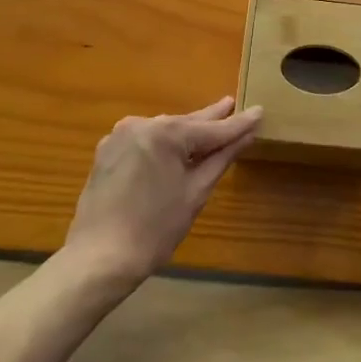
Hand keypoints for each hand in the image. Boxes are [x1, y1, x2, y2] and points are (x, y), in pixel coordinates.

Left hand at [64, 98, 261, 284]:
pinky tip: (176, 148)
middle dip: (211, 120)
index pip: (211, 128)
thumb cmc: (156, 229)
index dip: (238, 123)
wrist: (100, 258)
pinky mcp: (108, 151)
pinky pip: (144, 140)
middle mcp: (141, 124)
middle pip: (185, 124)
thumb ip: (222, 157)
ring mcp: (120, 136)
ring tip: (209, 127)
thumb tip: (247, 134)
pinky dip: (162, 144)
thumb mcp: (196, 191)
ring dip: (186, 133)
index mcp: (166, 133)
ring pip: (164, 131)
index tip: (260, 111)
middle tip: (232, 104)